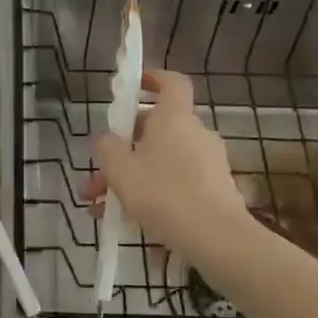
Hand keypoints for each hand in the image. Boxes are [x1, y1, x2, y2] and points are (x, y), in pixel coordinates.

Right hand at [89, 70, 254, 265]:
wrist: (218, 239)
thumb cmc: (165, 195)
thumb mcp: (120, 171)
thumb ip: (107, 148)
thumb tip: (106, 139)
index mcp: (174, 117)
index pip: (171, 82)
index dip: (153, 78)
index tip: (134, 86)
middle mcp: (195, 132)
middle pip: (157, 127)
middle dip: (124, 147)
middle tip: (99, 172)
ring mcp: (209, 161)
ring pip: (163, 159)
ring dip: (134, 175)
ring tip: (106, 207)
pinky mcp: (216, 188)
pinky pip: (177, 180)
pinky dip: (154, 192)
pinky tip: (131, 221)